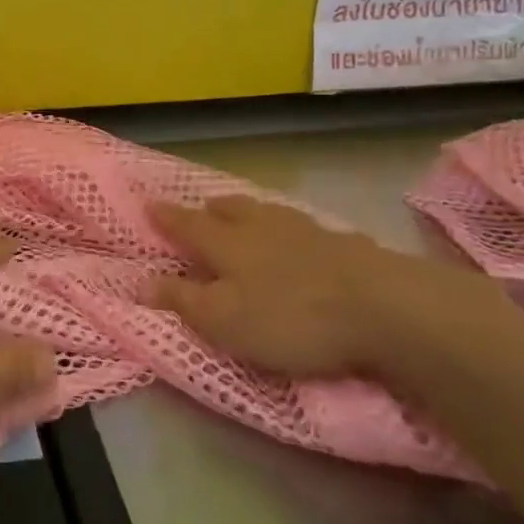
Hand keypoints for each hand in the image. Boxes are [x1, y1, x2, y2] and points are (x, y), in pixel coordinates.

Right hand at [147, 195, 469, 378]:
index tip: (148, 204)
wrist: (383, 307)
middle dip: (211, 209)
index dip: (167, 218)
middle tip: (202, 207)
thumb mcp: (224, 320)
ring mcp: (308, 232)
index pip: (188, 225)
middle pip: (231, 211)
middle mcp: (263, 228)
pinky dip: (295, 231)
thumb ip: (182, 300)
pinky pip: (309, 229)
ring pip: (270, 213)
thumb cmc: (290, 317)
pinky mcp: (346, 245)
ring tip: (247, 215)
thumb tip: (140, 281)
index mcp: (228, 244)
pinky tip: (305, 240)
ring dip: (252, 212)